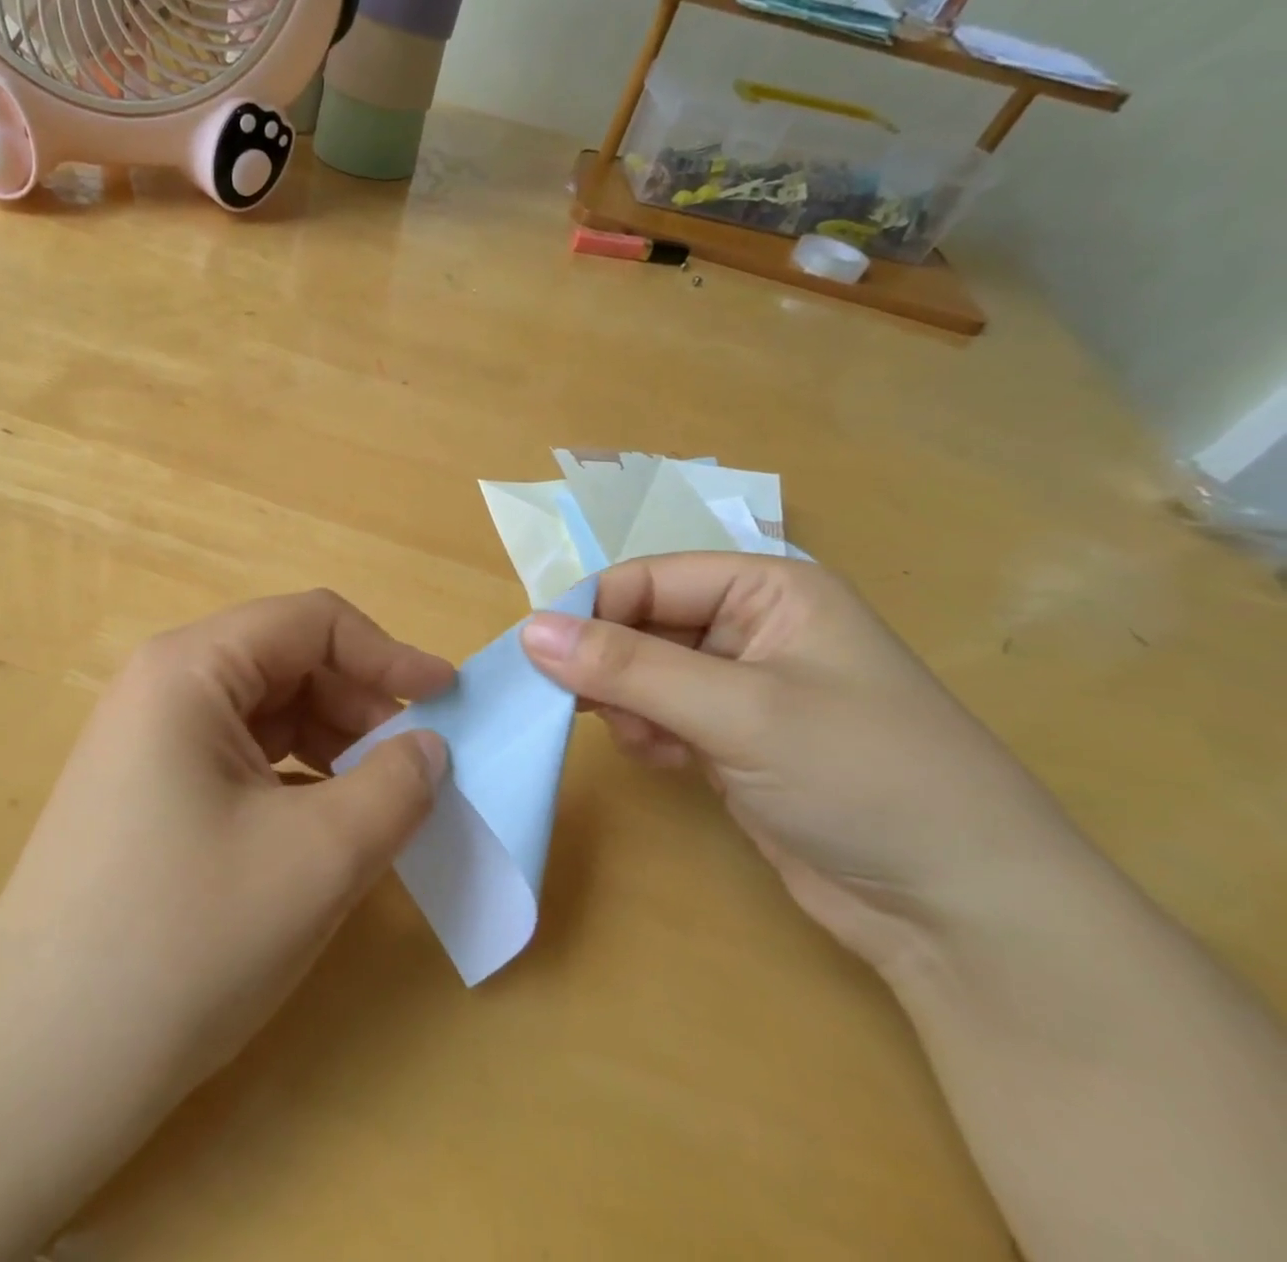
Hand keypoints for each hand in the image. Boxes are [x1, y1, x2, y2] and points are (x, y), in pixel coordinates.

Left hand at [0, 590, 452, 1226]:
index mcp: (190, 670)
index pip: (311, 623)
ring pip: (264, 714)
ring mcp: (146, 743)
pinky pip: (238, 759)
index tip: (448, 699)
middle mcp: (160, 688)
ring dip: (331, 745)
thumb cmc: (185, 940)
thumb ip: (396, 787)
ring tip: (376, 804)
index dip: (388, 654)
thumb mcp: (319, 857)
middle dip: (359, 705)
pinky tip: (321, 832)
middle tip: (415, 768)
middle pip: (286, 663)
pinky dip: (294, 780)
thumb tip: (429, 748)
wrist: (36, 1070)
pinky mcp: (145, 794)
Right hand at [519, 554, 1087, 972]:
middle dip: (607, 665)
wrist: (965, 914)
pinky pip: (660, 714)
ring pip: (642, 672)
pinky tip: (667, 762)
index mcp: (767, 588)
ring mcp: (743, 686)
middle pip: (641, 624)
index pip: (646, 579)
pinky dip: (648, 733)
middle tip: (574, 706)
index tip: (537, 659)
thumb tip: (527, 631)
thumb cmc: (864, 777)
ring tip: (644, 740)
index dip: (588, 612)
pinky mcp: (734, 739)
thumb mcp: (738, 711)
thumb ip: (626, 667)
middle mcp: (752, 626)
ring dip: (626, 703)